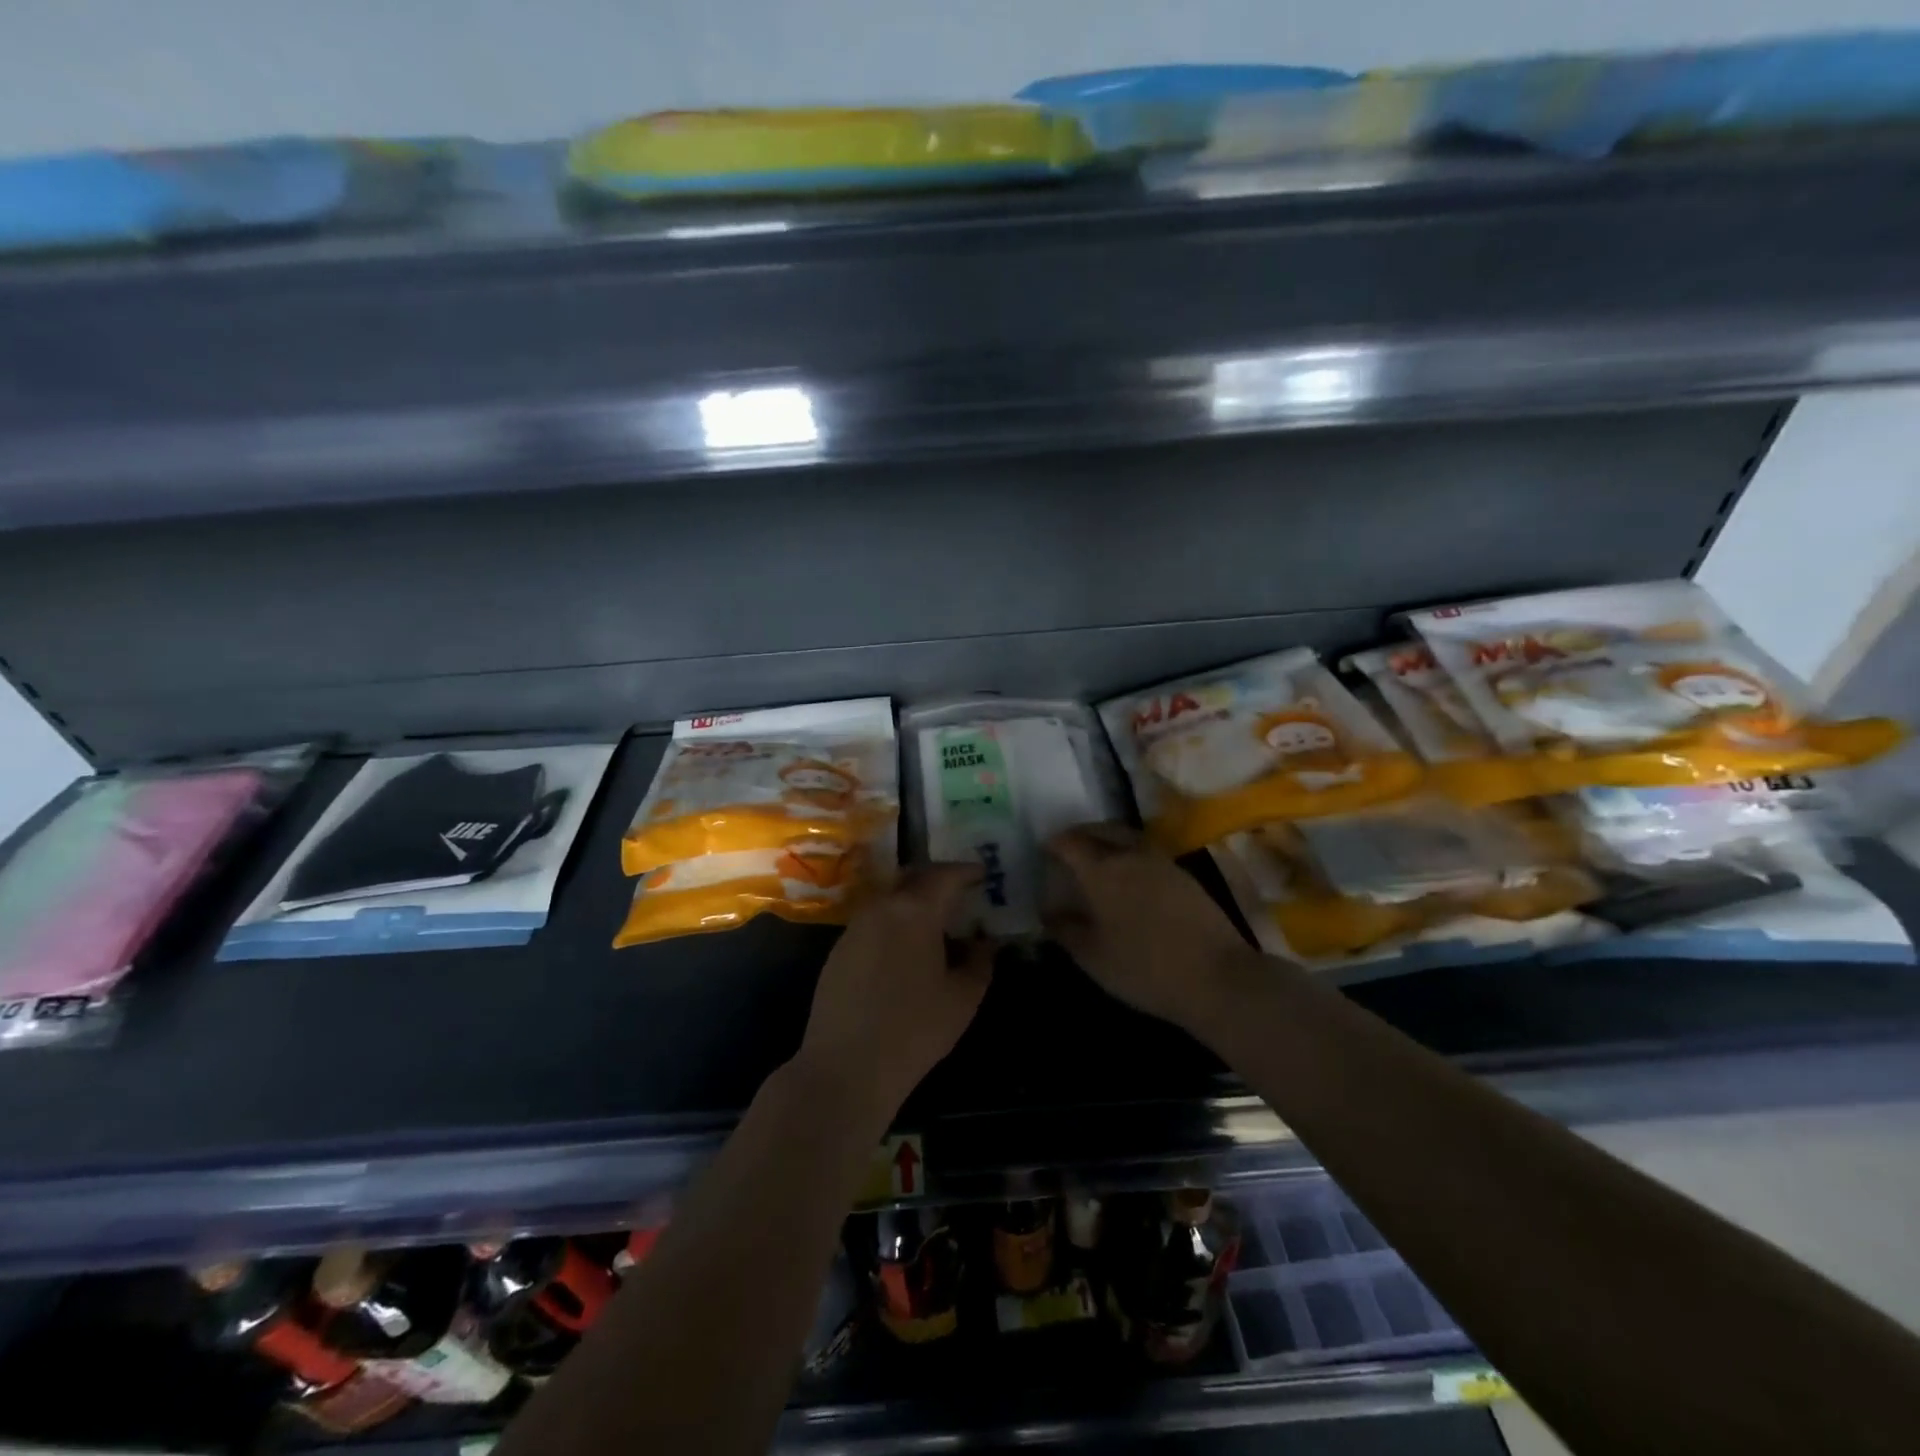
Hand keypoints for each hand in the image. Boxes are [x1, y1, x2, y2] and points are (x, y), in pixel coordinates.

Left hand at [793, 864, 994, 1130]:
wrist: (846, 1067)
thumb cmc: (915, 1029)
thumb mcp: (963, 997)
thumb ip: (980, 961)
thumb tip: (985, 941)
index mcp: (915, 910)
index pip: (945, 875)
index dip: (967, 871)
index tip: (983, 874)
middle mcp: (881, 907)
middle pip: (912, 878)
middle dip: (938, 879)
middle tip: (960, 891)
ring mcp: (855, 927)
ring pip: (890, 899)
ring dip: (914, 901)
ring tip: (936, 922)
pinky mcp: (838, 950)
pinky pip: (874, 922)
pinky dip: (894, 922)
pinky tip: (906, 949)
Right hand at [1044, 824, 1259, 1037]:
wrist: (1218, 977)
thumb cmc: (1145, 968)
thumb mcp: (1093, 957)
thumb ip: (1065, 930)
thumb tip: (1048, 912)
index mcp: (1102, 870)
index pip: (1070, 842)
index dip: (1054, 843)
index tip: (1043, 850)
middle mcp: (1131, 855)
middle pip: (1101, 830)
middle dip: (1080, 834)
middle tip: (1068, 848)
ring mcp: (1162, 862)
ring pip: (1126, 837)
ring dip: (1107, 840)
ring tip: (1096, 859)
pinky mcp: (1184, 876)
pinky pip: (1146, 852)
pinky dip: (1129, 854)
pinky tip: (1129, 878)